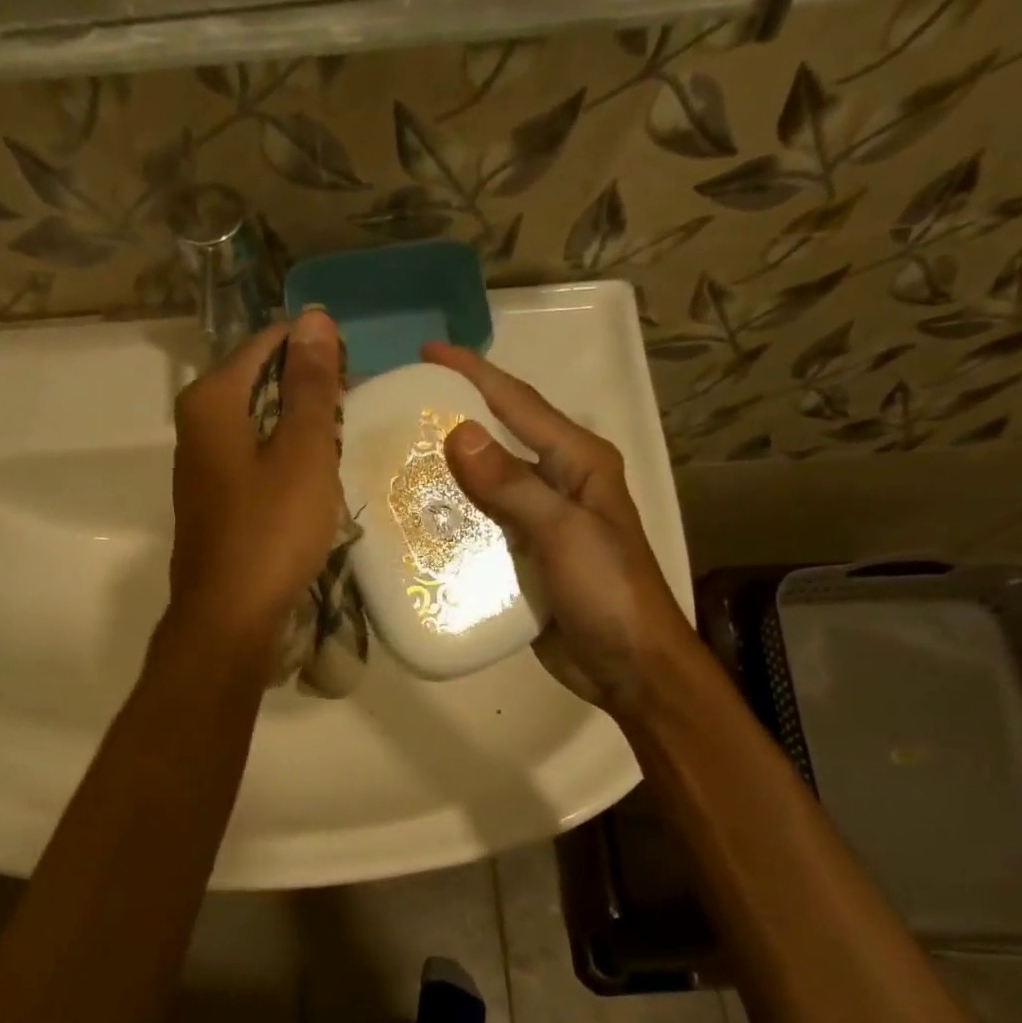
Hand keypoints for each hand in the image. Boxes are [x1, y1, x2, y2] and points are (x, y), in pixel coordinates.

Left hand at [167, 311, 344, 648]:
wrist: (230, 618)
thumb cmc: (271, 531)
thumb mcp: (304, 452)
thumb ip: (310, 384)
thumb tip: (313, 316)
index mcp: (212, 399)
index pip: (270, 343)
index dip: (317, 351)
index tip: (355, 378)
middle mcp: (197, 422)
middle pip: (262, 381)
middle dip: (309, 392)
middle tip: (352, 418)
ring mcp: (202, 464)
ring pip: (260, 422)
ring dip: (301, 429)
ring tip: (340, 450)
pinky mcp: (215, 498)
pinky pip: (255, 458)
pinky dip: (285, 461)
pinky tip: (312, 484)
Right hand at [426, 341, 698, 720]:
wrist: (629, 668)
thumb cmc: (609, 592)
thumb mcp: (564, 532)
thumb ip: (513, 484)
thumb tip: (459, 432)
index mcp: (578, 462)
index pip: (518, 403)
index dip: (473, 375)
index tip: (427, 354)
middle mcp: (558, 482)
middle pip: (497, 439)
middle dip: (451, 422)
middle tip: (396, 414)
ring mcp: (539, 522)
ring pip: (484, 486)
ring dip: (446, 474)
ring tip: (392, 463)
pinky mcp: (523, 558)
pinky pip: (480, 527)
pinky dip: (451, 521)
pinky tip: (414, 520)